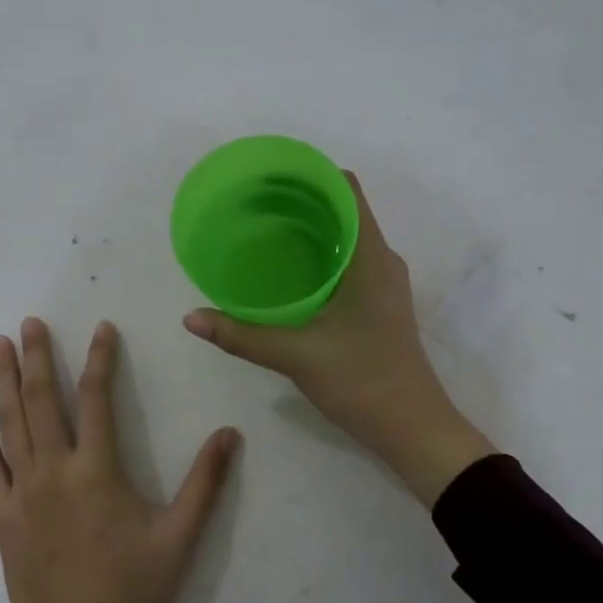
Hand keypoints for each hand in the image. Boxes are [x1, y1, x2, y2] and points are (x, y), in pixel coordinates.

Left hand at [0, 317, 238, 602]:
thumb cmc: (132, 586)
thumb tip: (229, 433)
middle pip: (42, 401)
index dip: (101, 359)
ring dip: (3, 382)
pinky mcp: (3, 514)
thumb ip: (204, 483)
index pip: (97, 399)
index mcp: (97, 470)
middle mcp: (54, 469)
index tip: (101, 328)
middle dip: (36, 357)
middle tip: (29, 323)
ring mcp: (22, 491)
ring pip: (10, 425)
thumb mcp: (180, 537)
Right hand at [182, 173, 495, 506]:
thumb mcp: (295, 355)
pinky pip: (346, 262)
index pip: (346, 190)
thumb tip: (190, 318)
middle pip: (342, 209)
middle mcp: (381, 261)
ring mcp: (383, 283)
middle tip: (251, 203)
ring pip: (344, 237)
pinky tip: (285, 272)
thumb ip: (241, 335)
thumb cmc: (362, 381)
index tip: (267, 175)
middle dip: (299, 200)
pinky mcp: (377, 304)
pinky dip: (317, 254)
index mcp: (371, 257)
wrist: (413, 428)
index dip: (309, 174)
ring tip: (262, 229)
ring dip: (308, 227)